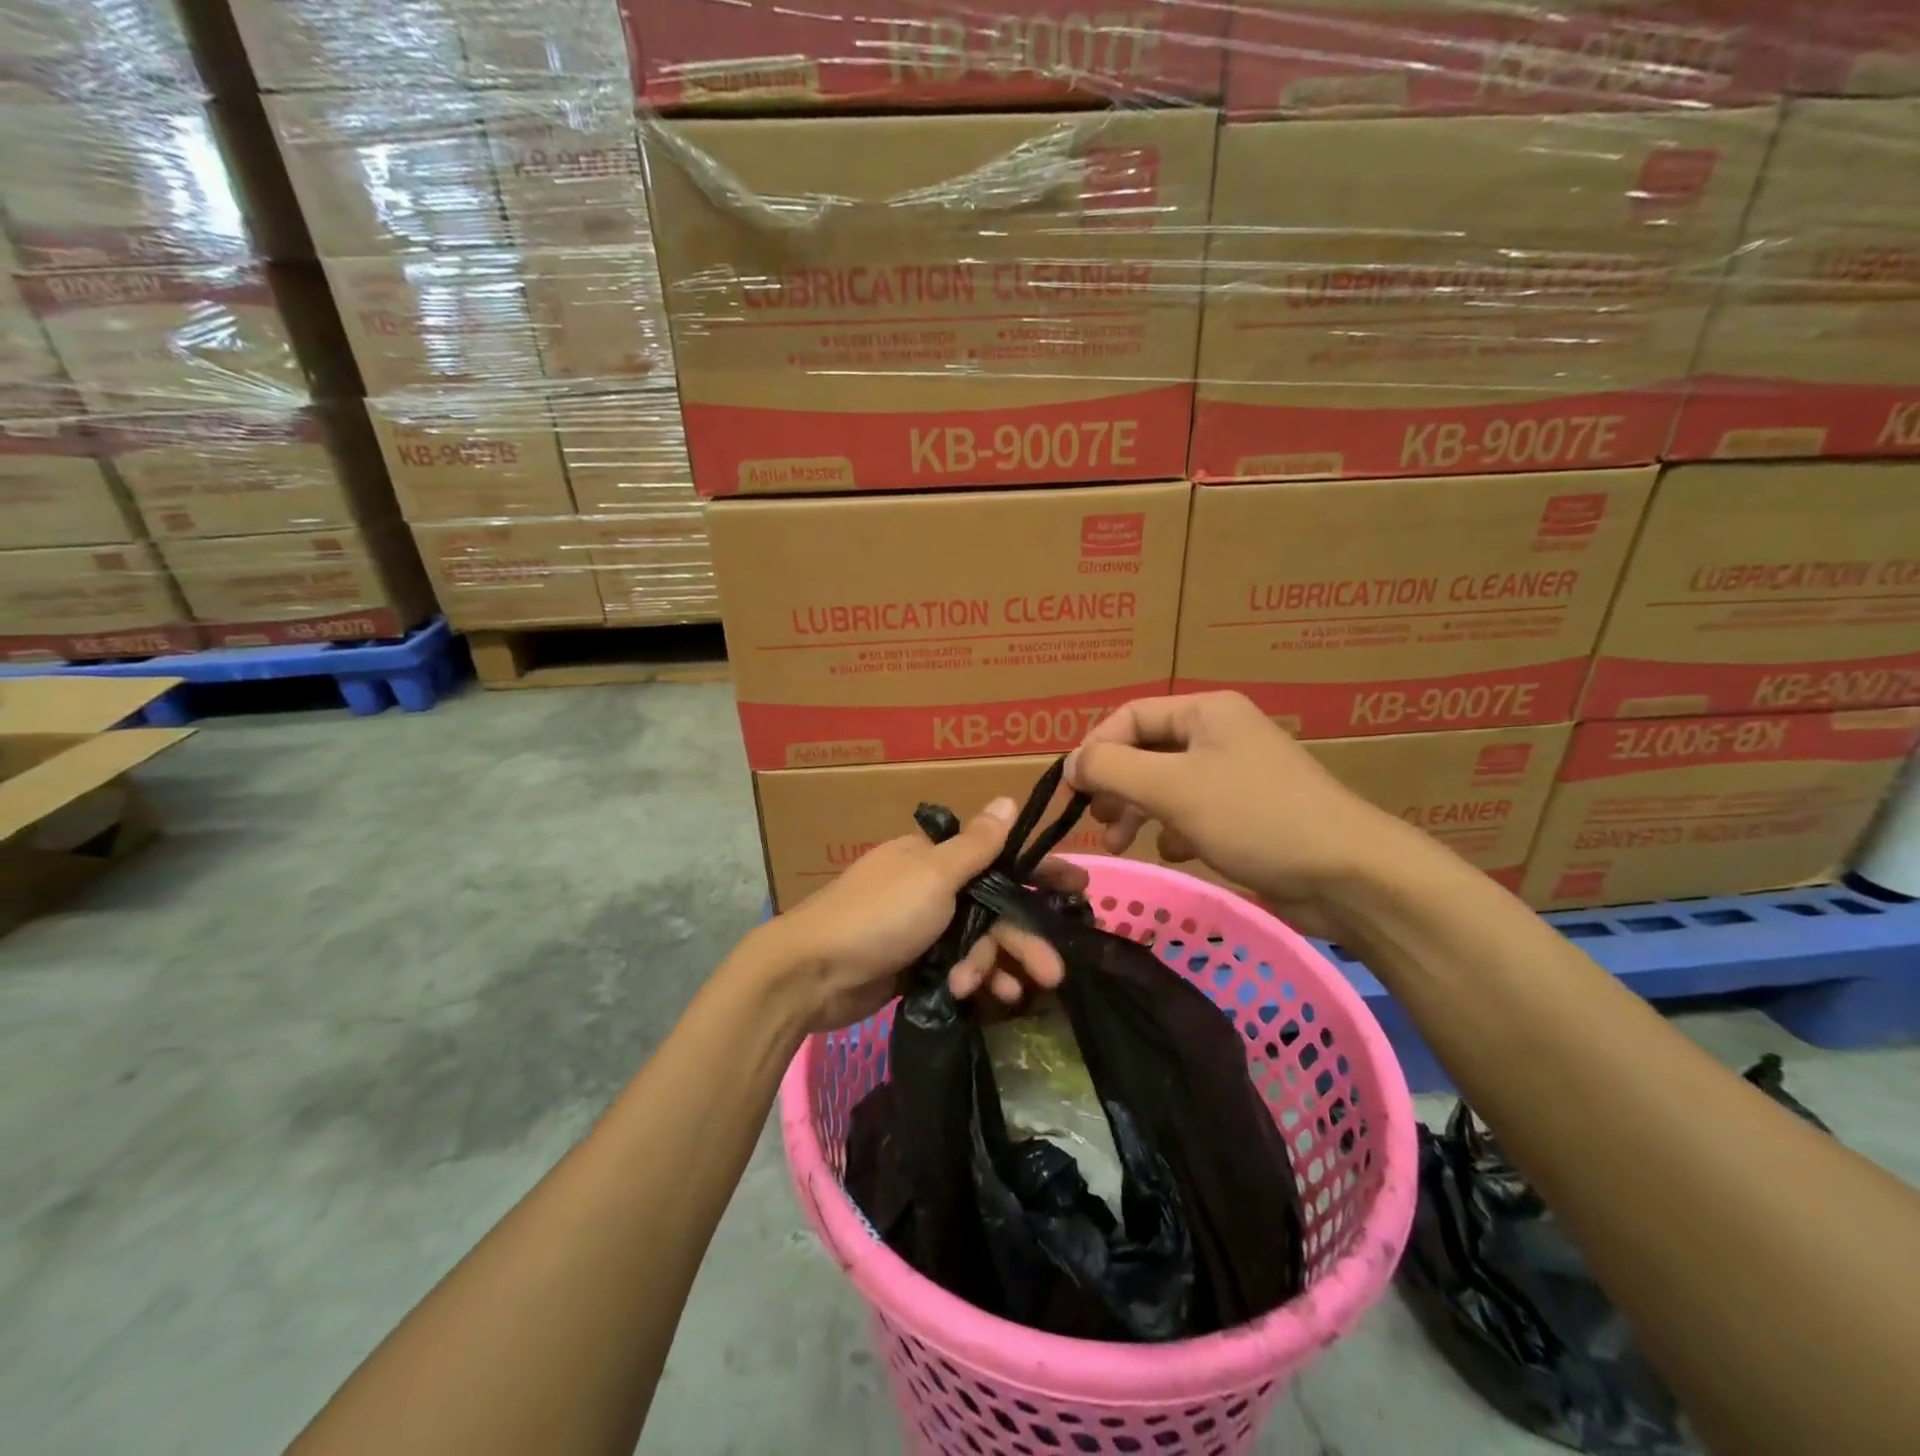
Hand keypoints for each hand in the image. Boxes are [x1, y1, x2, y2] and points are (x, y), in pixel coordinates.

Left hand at [760, 797, 1072, 1030]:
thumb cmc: (878, 914)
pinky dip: (971, 981)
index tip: (1079, 888)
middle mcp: (931, 888)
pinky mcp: (913, 966)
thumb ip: (976, 845)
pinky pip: (957, 970)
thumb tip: (1007, 798)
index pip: (1000, 859)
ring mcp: (921, 929)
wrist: (811, 974)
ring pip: (978, 943)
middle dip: (1022, 939)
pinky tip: (980, 998)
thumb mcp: (932, 875)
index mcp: (935, 857)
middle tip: (1055, 972)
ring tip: (1010, 994)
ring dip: (995, 966)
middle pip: (993, 909)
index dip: (1040, 873)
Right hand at [1065, 692, 1406, 937]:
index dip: (1096, 749)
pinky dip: (1173, 829)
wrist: (1347, 874)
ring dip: (1137, 811)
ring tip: (1120, 843)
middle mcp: (1220, 735)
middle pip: (1146, 751)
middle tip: (1097, 818)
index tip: (1074, 790)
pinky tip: (1176, 851)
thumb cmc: (1254, 817)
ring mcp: (1235, 776)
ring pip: (1165, 785)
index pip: (1130, 716)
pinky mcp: (1246, 814)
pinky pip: (1192, 812)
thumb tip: (1070, 764)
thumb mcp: (1172, 788)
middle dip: (1116, 785)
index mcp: (1206, 712)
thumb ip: (1111, 769)